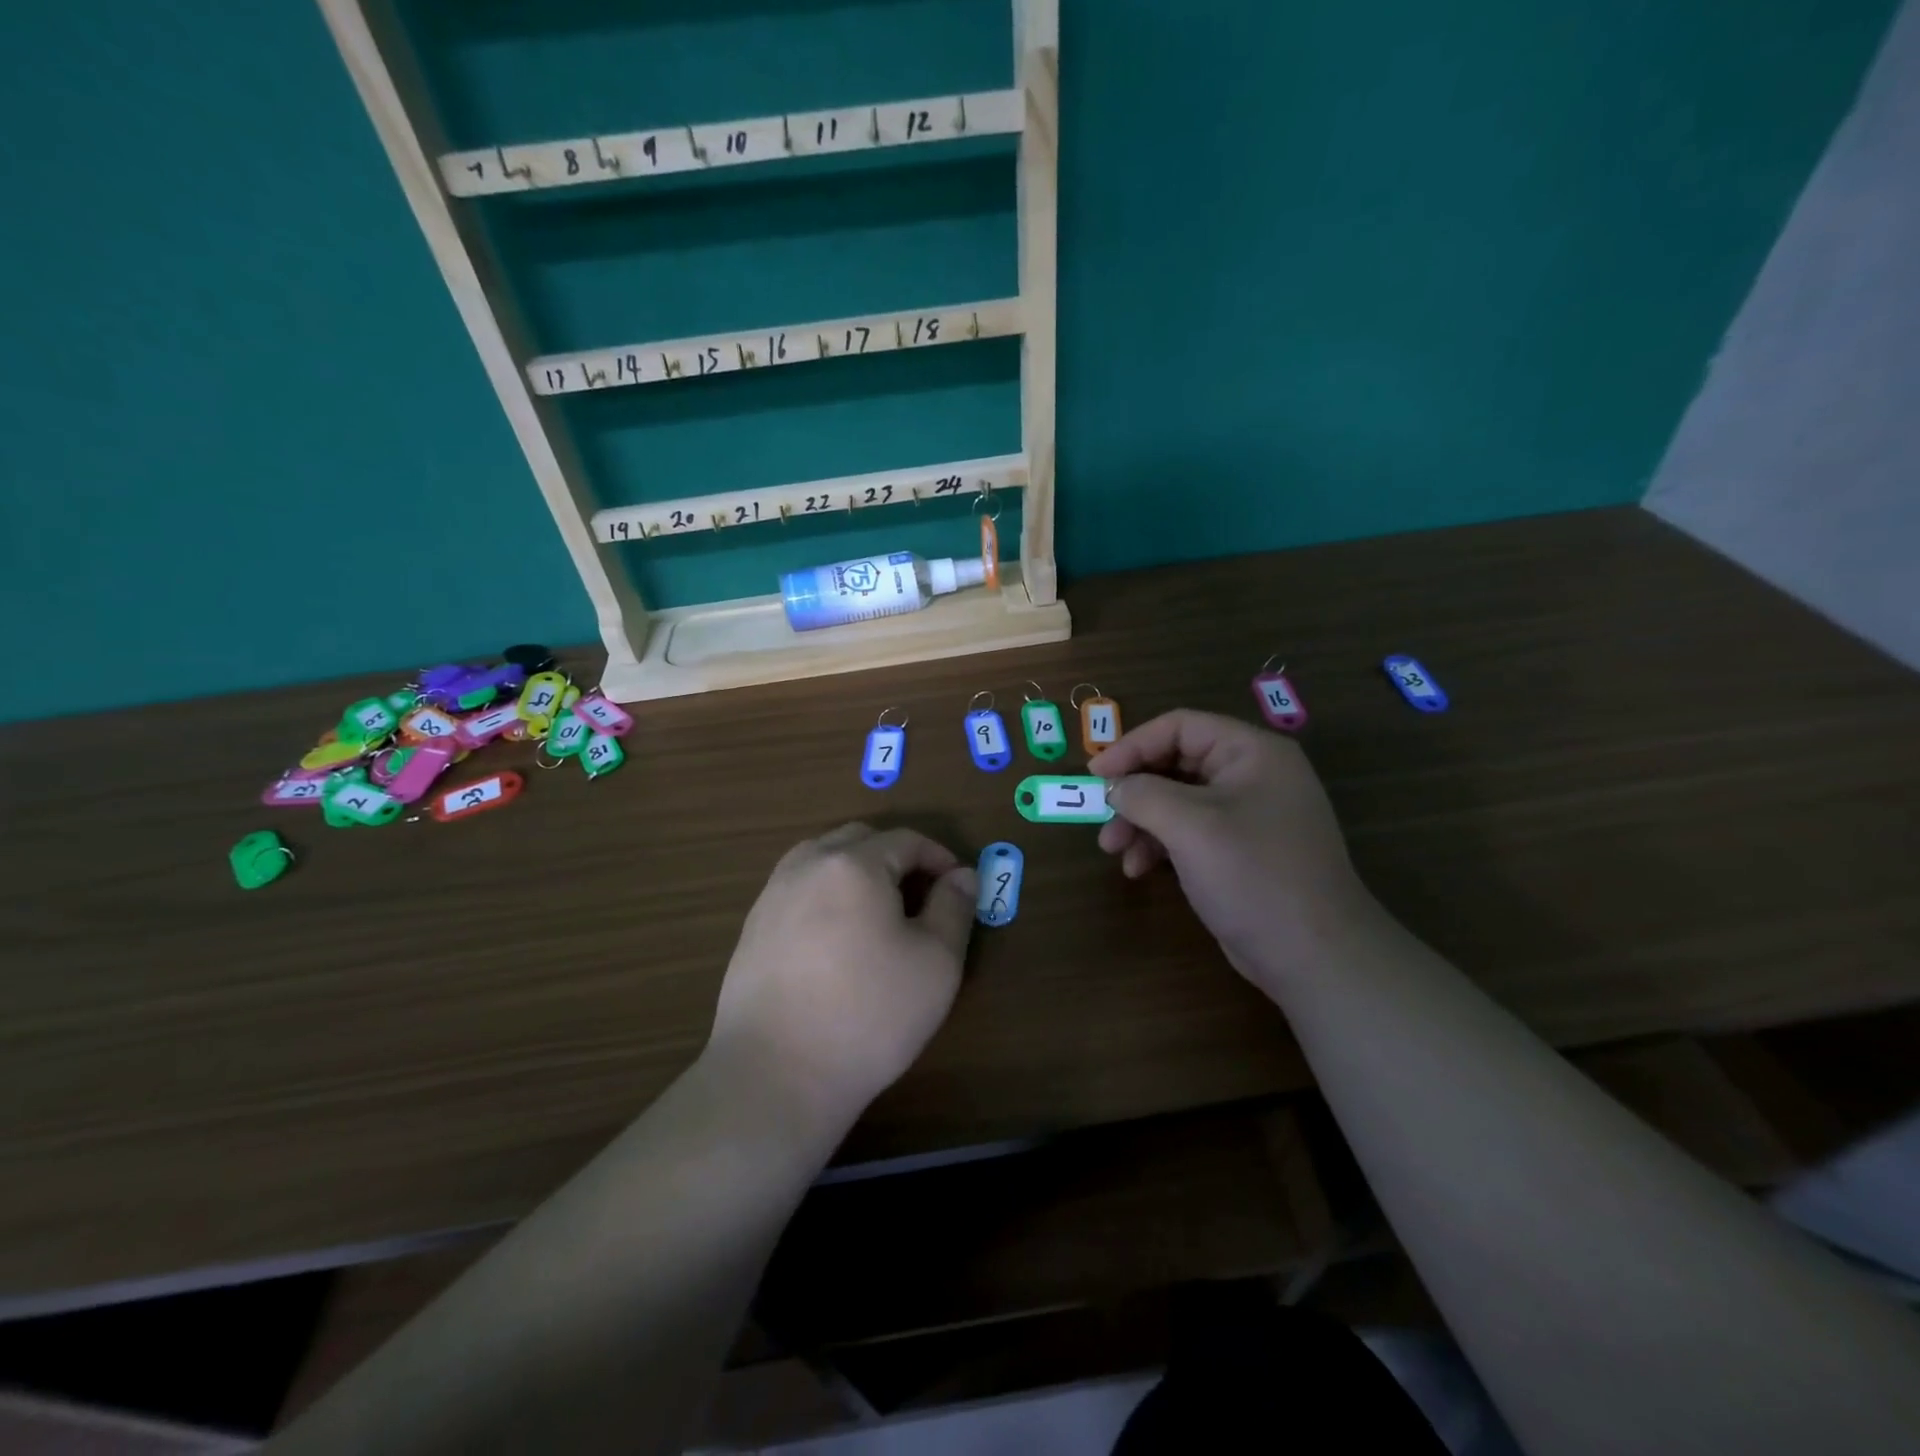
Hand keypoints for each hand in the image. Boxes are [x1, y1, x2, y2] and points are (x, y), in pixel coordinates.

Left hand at [708, 824, 977, 1127]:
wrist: (775, 1073)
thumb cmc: (869, 1013)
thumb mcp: (936, 962)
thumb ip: (955, 908)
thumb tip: (962, 875)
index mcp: (854, 864)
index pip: (905, 840)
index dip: (938, 857)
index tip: (957, 887)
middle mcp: (807, 865)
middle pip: (859, 839)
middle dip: (895, 856)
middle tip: (920, 896)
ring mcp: (772, 895)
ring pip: (822, 859)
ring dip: (857, 871)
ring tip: (878, 913)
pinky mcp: (752, 928)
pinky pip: (798, 890)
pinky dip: (825, 895)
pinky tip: (836, 939)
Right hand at [1091, 711, 1380, 986]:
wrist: (1314, 956)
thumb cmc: (1253, 874)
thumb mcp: (1190, 826)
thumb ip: (1142, 794)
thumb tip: (1113, 786)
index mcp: (1251, 752)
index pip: (1180, 727)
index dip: (1132, 745)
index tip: (1095, 774)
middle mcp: (1251, 775)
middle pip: (1175, 764)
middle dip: (1134, 791)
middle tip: (1101, 816)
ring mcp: (1246, 814)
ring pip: (1176, 801)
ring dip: (1140, 821)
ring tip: (1113, 850)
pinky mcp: (1238, 850)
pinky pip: (1188, 831)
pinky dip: (1159, 844)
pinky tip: (1138, 870)